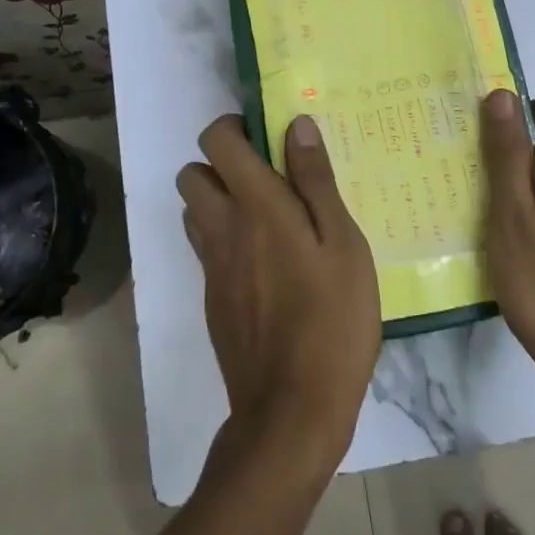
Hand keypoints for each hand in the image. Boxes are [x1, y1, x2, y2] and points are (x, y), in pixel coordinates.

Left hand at [178, 114, 380, 472]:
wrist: (291, 409)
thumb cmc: (332, 319)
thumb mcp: (343, 244)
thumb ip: (316, 181)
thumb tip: (295, 125)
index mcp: (256, 206)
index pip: (217, 141)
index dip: (234, 126)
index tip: (267, 136)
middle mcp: (221, 229)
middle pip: (191, 173)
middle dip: (221, 163)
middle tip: (268, 178)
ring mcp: (211, 267)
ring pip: (194, 211)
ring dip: (219, 200)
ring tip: (268, 218)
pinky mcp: (211, 299)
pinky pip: (206, 249)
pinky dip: (225, 239)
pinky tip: (268, 265)